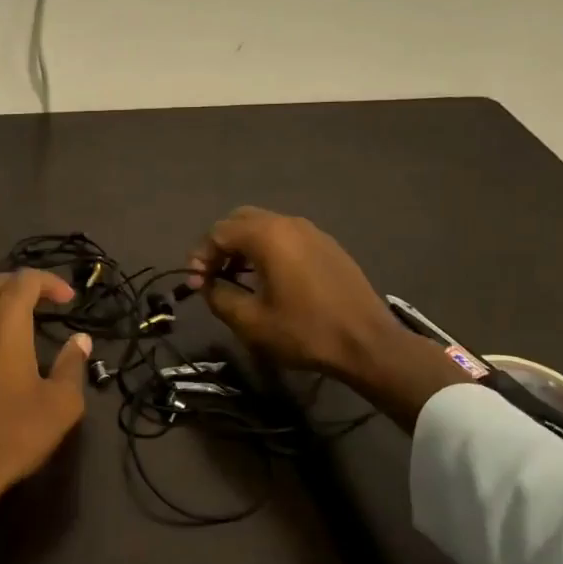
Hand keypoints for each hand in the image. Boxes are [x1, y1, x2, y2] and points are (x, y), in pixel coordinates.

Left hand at [0, 269, 91, 533]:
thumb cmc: (12, 436)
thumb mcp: (59, 405)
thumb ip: (72, 365)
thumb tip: (80, 341)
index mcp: (3, 327)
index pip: (24, 280)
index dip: (50, 282)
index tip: (68, 299)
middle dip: (24, 286)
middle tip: (48, 303)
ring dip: (2, 310)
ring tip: (25, 331)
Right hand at [187, 206, 406, 382]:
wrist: (368, 343)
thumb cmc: (305, 331)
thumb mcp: (251, 322)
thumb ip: (219, 298)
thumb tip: (207, 286)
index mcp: (268, 236)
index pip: (218, 232)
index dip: (199, 257)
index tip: (195, 286)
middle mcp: (289, 223)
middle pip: (240, 220)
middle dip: (219, 246)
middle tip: (211, 276)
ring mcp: (312, 232)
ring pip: (264, 226)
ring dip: (243, 247)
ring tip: (235, 280)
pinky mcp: (327, 246)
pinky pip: (286, 237)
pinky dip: (267, 250)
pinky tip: (267, 279)